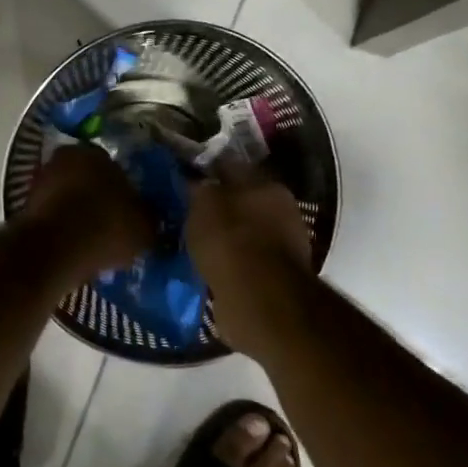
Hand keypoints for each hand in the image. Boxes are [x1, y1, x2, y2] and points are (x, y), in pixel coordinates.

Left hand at [19, 145, 153, 286]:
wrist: (55, 249)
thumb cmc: (106, 227)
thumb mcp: (144, 227)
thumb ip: (149, 218)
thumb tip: (151, 219)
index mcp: (95, 152)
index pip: (113, 166)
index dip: (123, 189)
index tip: (128, 210)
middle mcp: (63, 158)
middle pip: (86, 178)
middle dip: (96, 197)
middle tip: (110, 223)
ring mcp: (40, 181)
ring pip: (66, 196)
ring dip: (76, 212)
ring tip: (92, 239)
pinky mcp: (24, 206)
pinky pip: (52, 215)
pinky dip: (61, 227)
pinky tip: (73, 246)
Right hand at [186, 160, 313, 357]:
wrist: (260, 299)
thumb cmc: (230, 241)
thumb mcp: (203, 205)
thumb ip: (199, 188)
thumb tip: (195, 181)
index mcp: (266, 184)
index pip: (231, 167)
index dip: (207, 170)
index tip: (184, 178)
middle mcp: (281, 209)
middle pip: (242, 199)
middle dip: (219, 205)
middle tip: (189, 213)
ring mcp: (283, 243)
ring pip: (245, 230)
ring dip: (225, 235)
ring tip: (196, 242)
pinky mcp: (276, 275)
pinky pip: (246, 259)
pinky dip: (231, 261)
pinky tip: (210, 265)